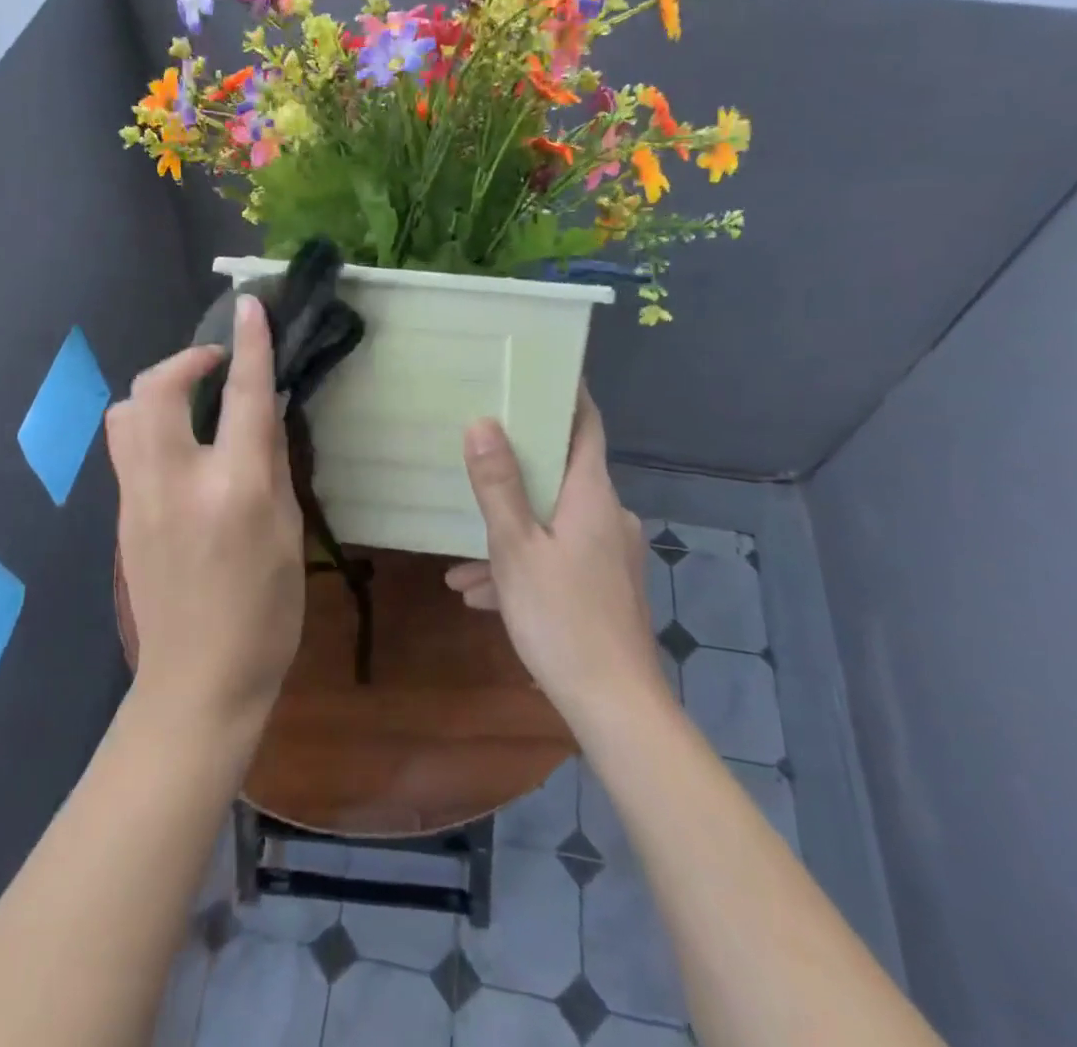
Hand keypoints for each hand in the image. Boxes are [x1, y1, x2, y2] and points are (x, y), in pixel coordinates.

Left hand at [107, 295, 306, 732]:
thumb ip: (273, 464)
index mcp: (235, 489)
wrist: (198, 681)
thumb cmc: (265, 613)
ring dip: (158, 390)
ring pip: (125, 413)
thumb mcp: (289, 534)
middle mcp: (177, 482)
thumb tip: (265, 414)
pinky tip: (178, 446)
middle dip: (185, 359)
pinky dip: (149, 424)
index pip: (245, 397)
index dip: (249, 345)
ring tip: (191, 402)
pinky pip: (125, 446)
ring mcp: (138, 498)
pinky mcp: (120, 515)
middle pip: (157, 389)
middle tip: (215, 364)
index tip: (251, 306)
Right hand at [446, 387, 669, 725]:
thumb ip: (498, 485)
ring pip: (553, 523)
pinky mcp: (606, 586)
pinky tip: (480, 594)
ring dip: (510, 532)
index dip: (567, 394)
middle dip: (518, 469)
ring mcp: (610, 553)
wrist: (615, 706)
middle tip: (478, 453)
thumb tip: (483, 422)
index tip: (539, 370)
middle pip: (563, 472)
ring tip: (460, 558)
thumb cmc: (563, 617)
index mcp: (592, 495)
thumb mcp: (515, 548)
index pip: (586, 424)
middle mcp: (608, 515)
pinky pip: (559, 558)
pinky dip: (525, 565)